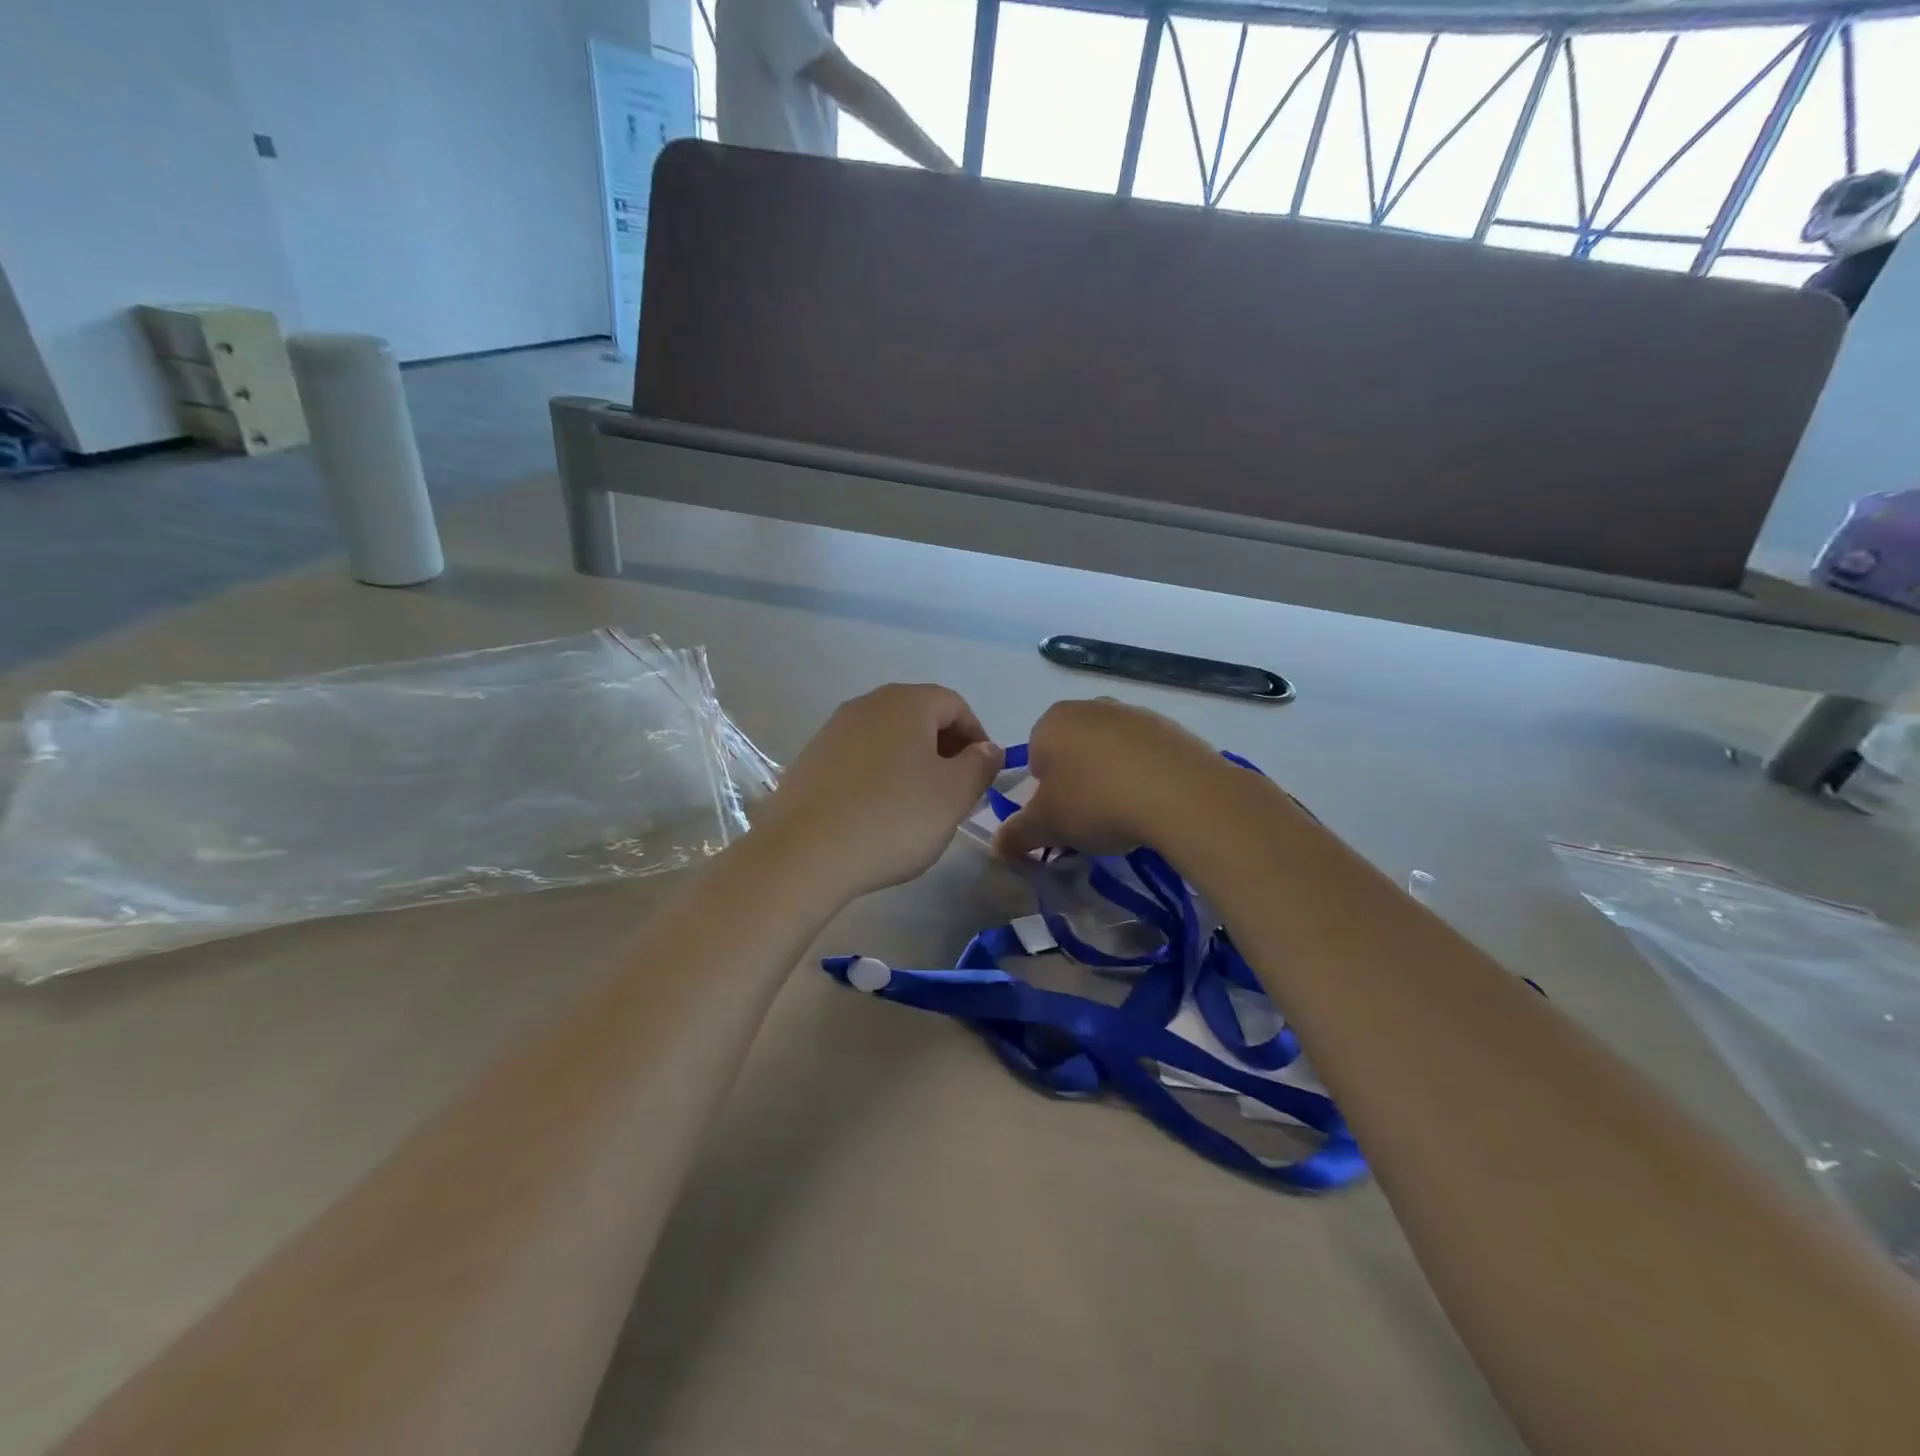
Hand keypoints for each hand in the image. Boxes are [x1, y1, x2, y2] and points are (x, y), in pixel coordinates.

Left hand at [755, 684, 1002, 901]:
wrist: (804, 854)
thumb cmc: (893, 818)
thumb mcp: (954, 795)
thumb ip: (980, 765)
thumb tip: (986, 748)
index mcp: (906, 702)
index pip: (956, 705)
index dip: (978, 738)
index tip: (982, 777)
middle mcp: (867, 705)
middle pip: (919, 718)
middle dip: (944, 751)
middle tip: (954, 794)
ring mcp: (833, 730)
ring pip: (888, 740)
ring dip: (911, 765)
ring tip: (917, 808)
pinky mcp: (810, 760)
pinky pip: (858, 760)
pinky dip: (878, 778)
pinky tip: (877, 815)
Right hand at [993, 699, 1230, 859]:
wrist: (1180, 794)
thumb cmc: (1096, 802)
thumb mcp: (1047, 826)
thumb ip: (1017, 834)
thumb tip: (998, 846)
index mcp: (1052, 721)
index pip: (1036, 756)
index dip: (1045, 791)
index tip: (1062, 816)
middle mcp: (1091, 707)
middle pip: (1074, 750)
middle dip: (1078, 781)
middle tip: (1091, 818)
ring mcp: (1134, 713)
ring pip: (1112, 751)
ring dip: (1113, 778)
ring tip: (1127, 814)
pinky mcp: (1172, 727)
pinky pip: (1147, 756)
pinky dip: (1146, 776)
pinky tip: (1155, 803)